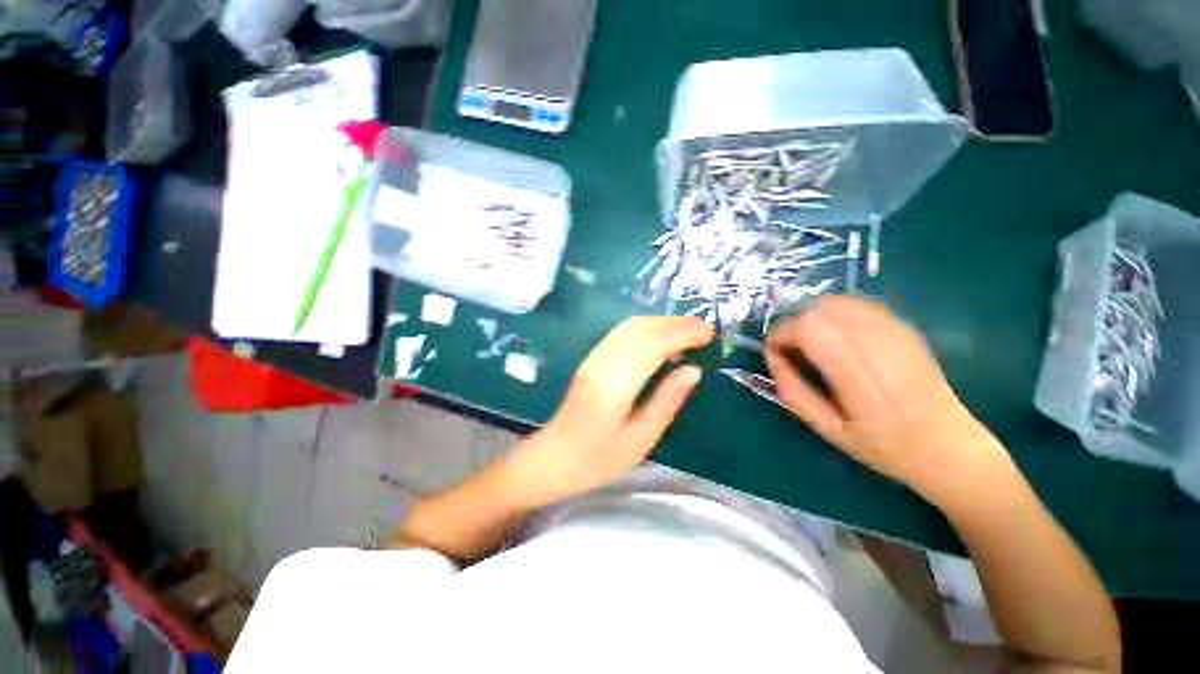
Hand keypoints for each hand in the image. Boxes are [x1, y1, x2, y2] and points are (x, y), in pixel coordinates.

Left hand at [499, 317, 714, 508]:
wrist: (554, 457)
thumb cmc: (599, 458)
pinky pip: (622, 333)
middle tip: (705, 329)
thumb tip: (693, 370)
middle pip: (642, 329)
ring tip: (689, 332)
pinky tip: (660, 340)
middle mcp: (602, 362)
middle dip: (676, 324)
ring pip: (631, 326)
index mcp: (615, 385)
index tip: (709, 333)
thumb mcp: (641, 438)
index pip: (653, 344)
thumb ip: (667, 400)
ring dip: (662, 323)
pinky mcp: (591, 359)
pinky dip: (646, 329)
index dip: (683, 333)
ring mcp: (594, 357)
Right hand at [765, 296, 1004, 502]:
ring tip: (811, 343)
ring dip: (813, 317)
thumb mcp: (828, 430)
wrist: (949, 446)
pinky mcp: (904, 326)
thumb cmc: (884, 446)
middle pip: (821, 309)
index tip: (775, 351)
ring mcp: (896, 331)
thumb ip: (794, 391)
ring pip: (837, 301)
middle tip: (791, 349)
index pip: (810, 328)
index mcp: (861, 376)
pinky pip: (856, 304)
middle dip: (794, 323)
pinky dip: (834, 314)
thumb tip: (772, 358)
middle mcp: (880, 344)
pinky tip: (835, 337)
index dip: (783, 333)